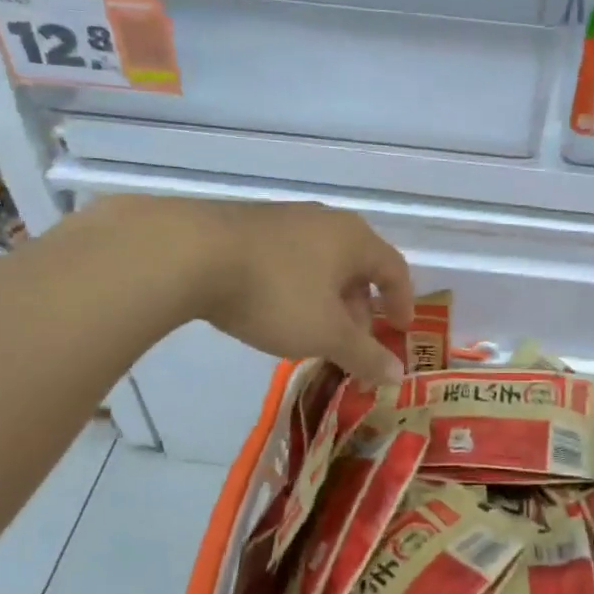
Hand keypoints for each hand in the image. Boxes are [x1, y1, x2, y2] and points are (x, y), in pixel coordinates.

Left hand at [171, 199, 413, 384]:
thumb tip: (397, 374)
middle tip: (352, 342)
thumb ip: (364, 354)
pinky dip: (297, 287)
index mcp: (355, 239)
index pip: (395, 269)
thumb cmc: (276, 293)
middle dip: (360, 307)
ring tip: (312, 331)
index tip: (400, 331)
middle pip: (357, 266)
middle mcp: (326, 222)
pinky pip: (290, 258)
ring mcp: (286, 219)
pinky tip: (274, 310)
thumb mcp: (325, 333)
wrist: (191, 254)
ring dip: (327, 299)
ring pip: (321, 263)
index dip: (403, 302)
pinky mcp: (250, 225)